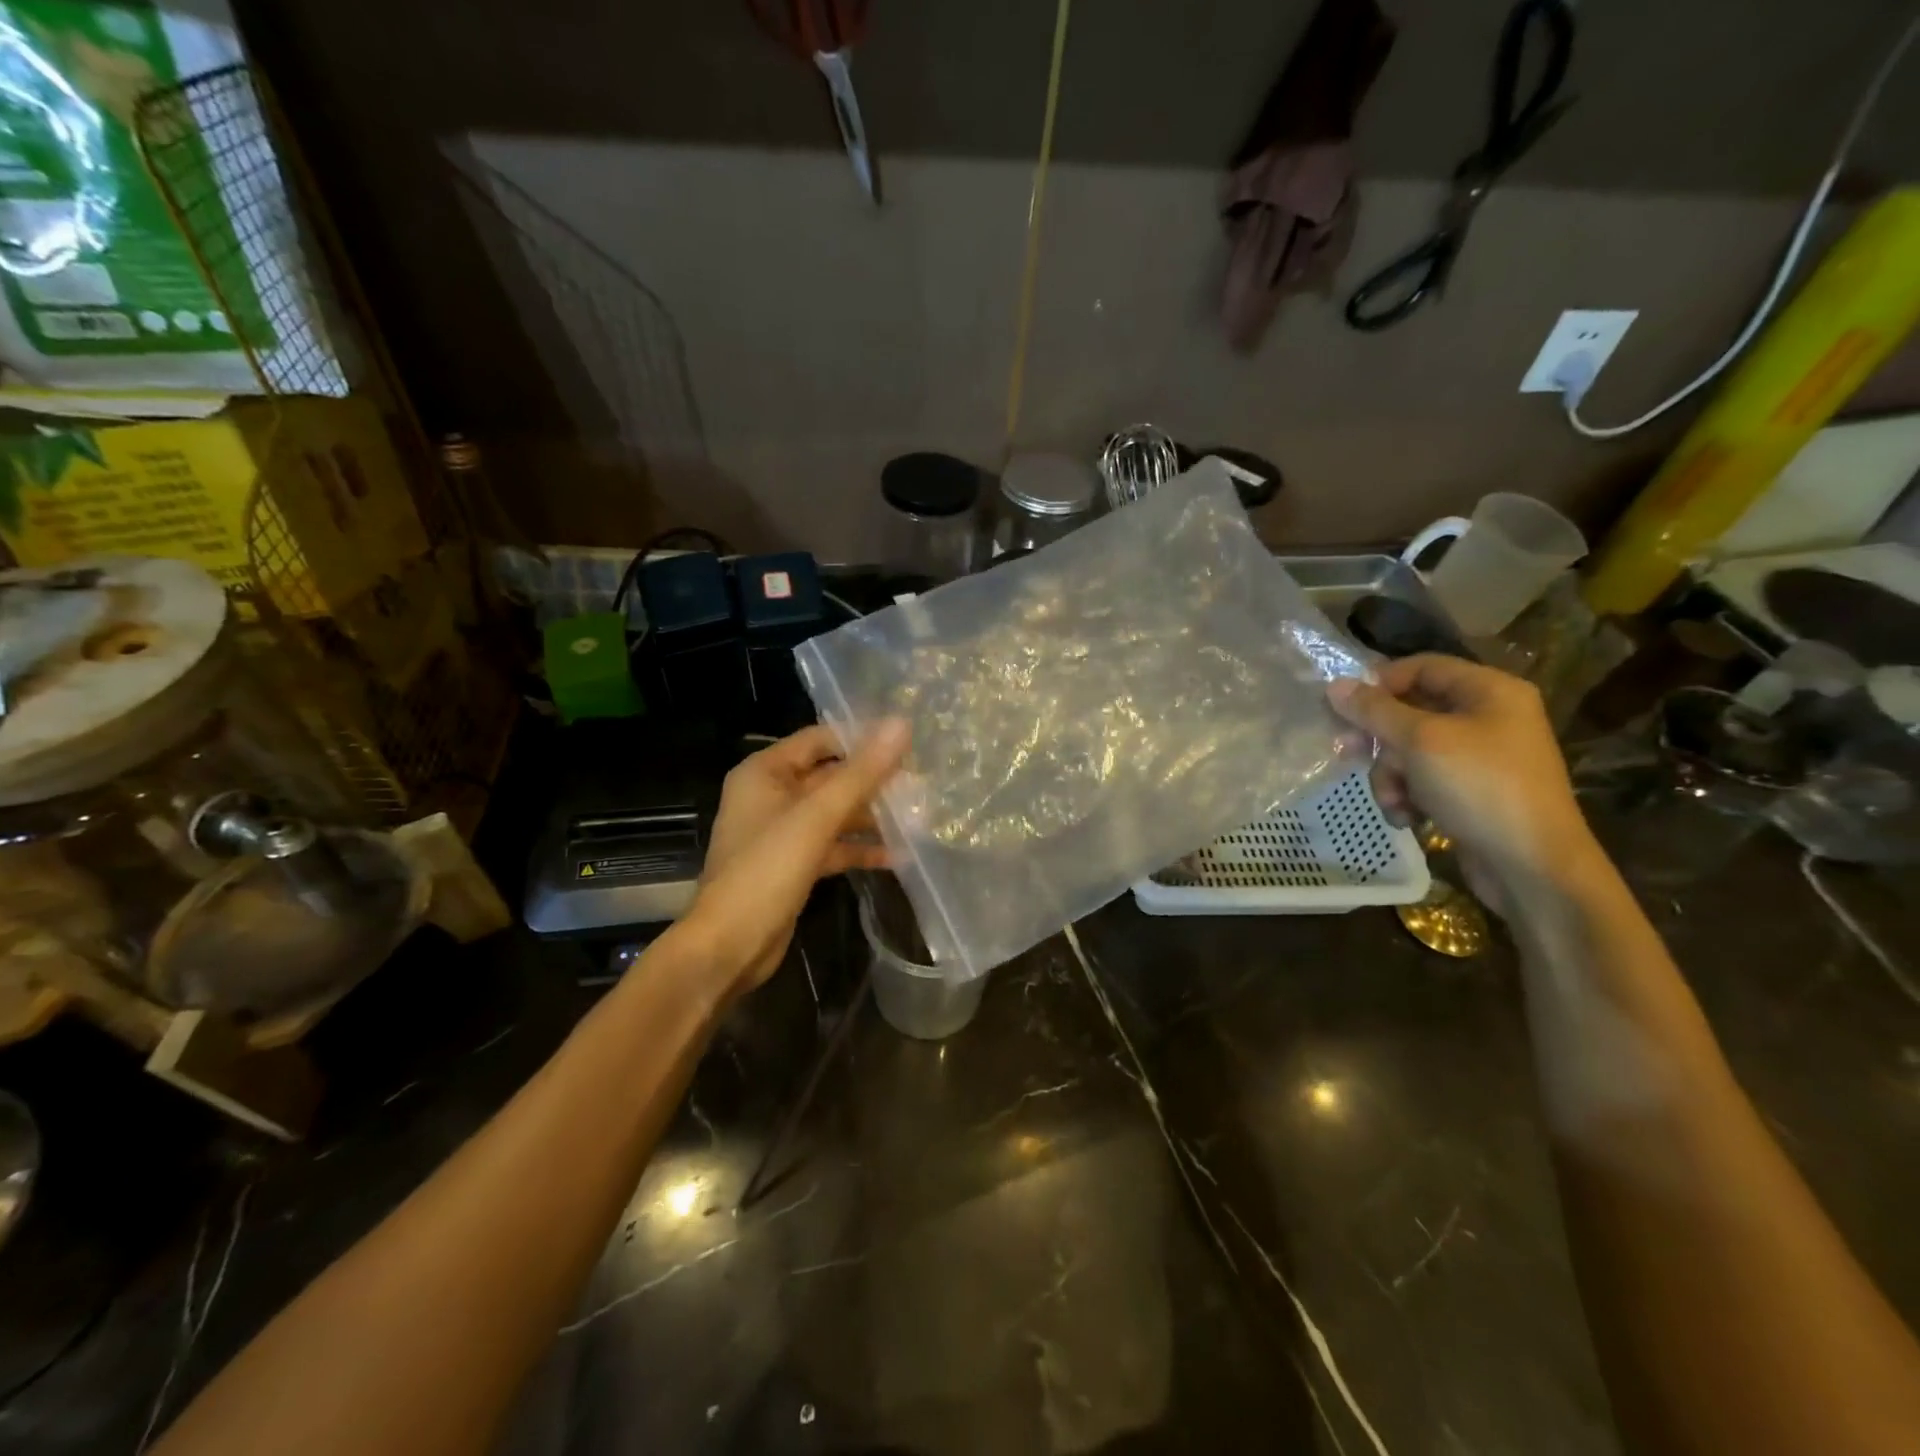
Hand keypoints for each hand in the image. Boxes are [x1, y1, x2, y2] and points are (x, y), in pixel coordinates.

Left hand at [681, 722, 909, 995]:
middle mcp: (771, 795)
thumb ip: (861, 772)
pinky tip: (897, 855)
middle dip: (871, 781)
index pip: (819, 739)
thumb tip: (901, 724)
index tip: (906, 743)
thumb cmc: (767, 870)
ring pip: (833, 813)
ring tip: (916, 816)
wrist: (729, 946)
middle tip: (920, 781)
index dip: (860, 738)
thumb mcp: (817, 816)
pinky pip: (831, 845)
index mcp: (765, 772)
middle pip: (829, 776)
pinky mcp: (793, 864)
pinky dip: (858, 849)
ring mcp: (781, 832)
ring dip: (870, 816)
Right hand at [1328, 656, 1595, 913]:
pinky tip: (1408, 818)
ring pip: (1409, 750)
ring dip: (1390, 776)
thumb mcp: (1420, 741)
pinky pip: (1423, 779)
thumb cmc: (1479, 787)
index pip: (1421, 667)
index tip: (1347, 709)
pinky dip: (1407, 796)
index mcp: (1489, 691)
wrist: (1531, 866)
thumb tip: (1334, 685)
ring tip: (1394, 801)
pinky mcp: (1470, 791)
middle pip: (1410, 711)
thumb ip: (1374, 710)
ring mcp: (1480, 756)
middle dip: (1380, 740)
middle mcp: (1487, 717)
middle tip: (1348, 753)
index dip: (1380, 683)